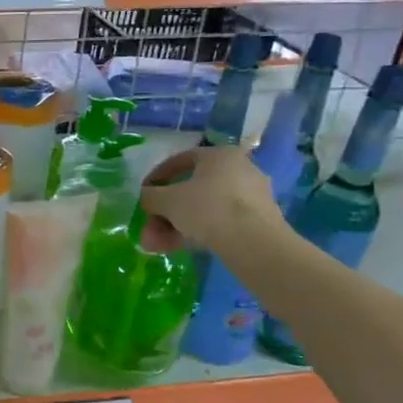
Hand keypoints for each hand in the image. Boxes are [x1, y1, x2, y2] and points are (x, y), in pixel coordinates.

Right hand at [137, 145, 291, 254]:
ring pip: (204, 209)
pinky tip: (180, 248)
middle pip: (191, 190)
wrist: (254, 244)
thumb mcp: (167, 201)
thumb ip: (150, 196)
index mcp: (220, 155)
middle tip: (149, 229)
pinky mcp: (259, 221)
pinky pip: (220, 222)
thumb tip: (146, 197)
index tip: (143, 193)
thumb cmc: (207, 209)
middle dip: (165, 212)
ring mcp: (251, 197)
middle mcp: (240, 170)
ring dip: (176, 226)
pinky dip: (199, 232)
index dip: (156, 177)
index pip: (180, 160)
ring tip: (158, 246)